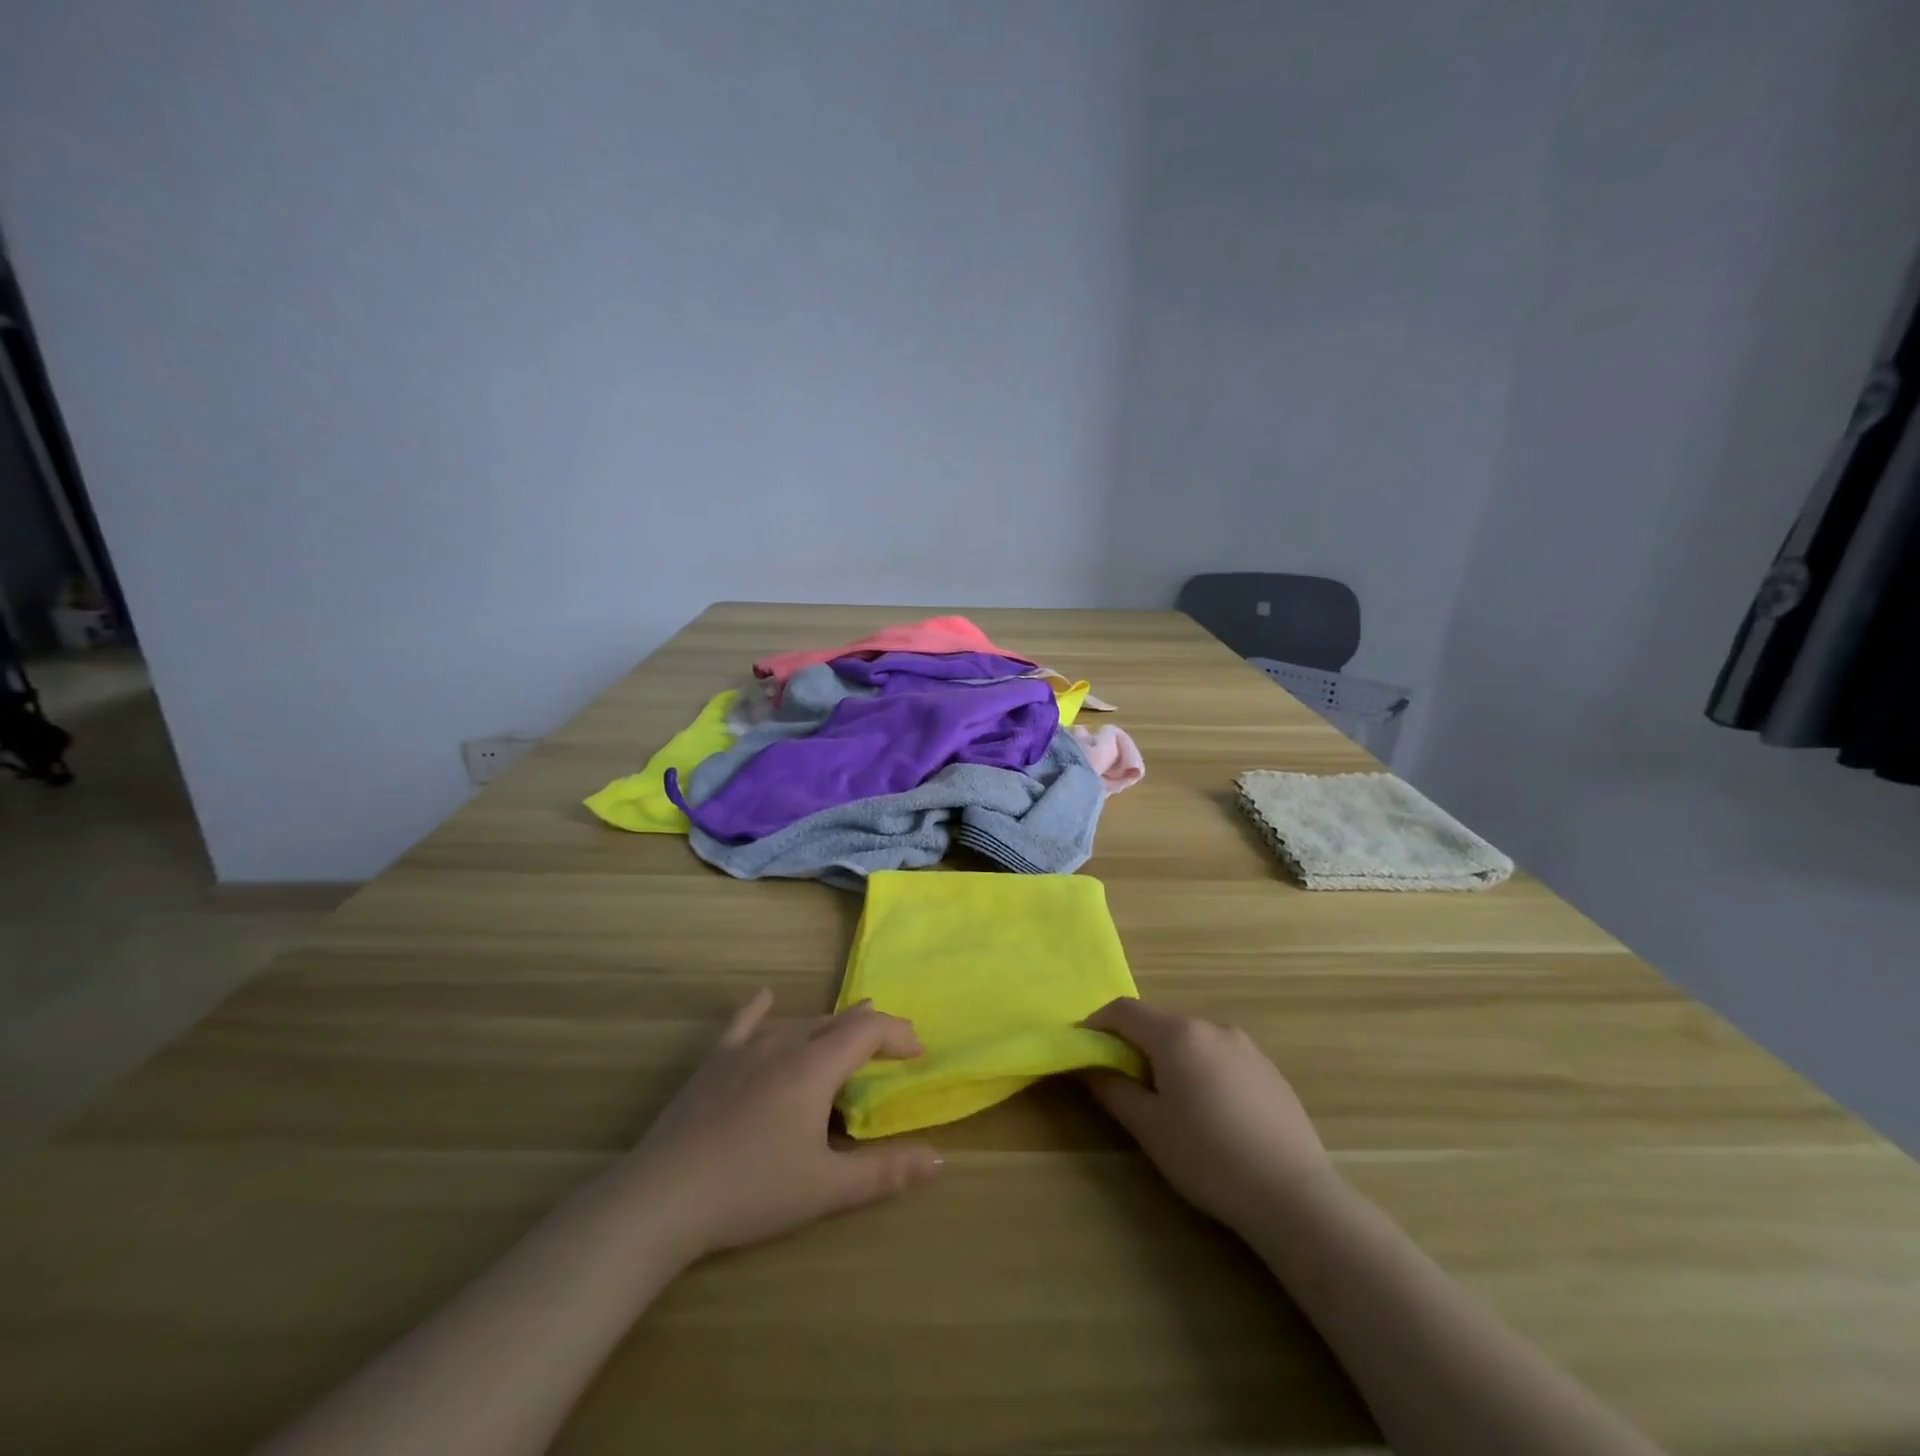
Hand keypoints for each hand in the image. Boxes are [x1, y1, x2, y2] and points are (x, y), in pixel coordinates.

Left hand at [618, 990, 941, 1263]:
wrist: (664, 1196)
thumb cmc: (752, 1190)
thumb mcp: (826, 1188)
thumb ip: (884, 1172)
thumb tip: (938, 1159)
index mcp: (815, 1066)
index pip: (868, 1031)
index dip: (898, 1034)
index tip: (918, 1053)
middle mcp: (784, 1043)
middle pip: (836, 1022)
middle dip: (870, 1029)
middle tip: (892, 1047)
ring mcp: (745, 1049)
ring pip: (798, 1022)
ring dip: (829, 1026)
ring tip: (847, 1031)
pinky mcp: (714, 1062)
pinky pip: (744, 1023)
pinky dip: (761, 1009)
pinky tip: (765, 996)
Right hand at [1083, 997, 1337, 1233]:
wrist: (1293, 1195)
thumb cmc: (1208, 1157)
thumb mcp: (1149, 1127)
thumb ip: (1113, 1089)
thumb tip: (1089, 1066)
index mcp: (1177, 1034)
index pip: (1123, 1010)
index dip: (1097, 1025)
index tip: (1084, 1051)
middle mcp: (1211, 1027)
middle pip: (1159, 1022)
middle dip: (1133, 1044)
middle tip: (1122, 1083)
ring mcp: (1245, 1046)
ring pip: (1191, 1039)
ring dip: (1169, 1057)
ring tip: (1168, 1102)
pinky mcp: (1268, 1069)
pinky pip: (1220, 1056)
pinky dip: (1201, 1069)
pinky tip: (1211, 1114)